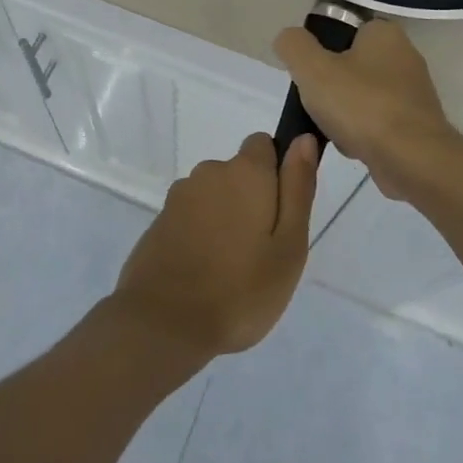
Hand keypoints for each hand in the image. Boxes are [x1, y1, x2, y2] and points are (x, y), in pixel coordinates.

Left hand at [109, 133, 318, 360]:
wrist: (163, 323)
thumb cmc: (240, 289)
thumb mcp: (289, 245)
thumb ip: (297, 188)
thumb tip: (303, 139)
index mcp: (244, 172)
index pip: (264, 145)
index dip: (276, 173)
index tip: (281, 213)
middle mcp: (209, 172)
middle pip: (239, 174)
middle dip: (252, 201)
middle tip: (262, 253)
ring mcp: (179, 197)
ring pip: (215, 197)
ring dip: (225, 219)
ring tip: (232, 269)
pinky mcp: (160, 222)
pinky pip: (191, 218)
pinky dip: (201, 235)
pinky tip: (204, 274)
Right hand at [274, 20, 458, 202]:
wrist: (412, 160)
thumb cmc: (361, 105)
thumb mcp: (312, 68)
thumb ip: (293, 45)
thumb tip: (289, 39)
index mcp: (384, 33)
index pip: (342, 31)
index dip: (320, 52)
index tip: (308, 75)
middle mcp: (405, 56)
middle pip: (349, 66)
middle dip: (330, 88)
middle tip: (318, 104)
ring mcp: (414, 92)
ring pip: (361, 97)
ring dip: (344, 115)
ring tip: (335, 131)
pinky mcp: (416, 124)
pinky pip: (377, 122)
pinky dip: (362, 134)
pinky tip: (354, 147)